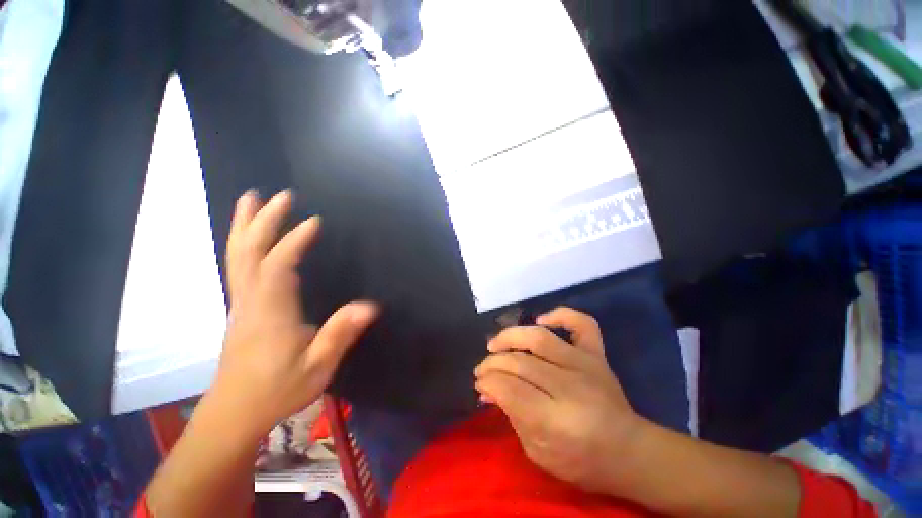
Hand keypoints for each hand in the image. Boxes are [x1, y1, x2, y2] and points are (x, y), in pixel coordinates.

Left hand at [212, 190, 377, 438]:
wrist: (235, 412)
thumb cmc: (277, 390)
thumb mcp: (318, 367)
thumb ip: (341, 333)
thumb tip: (370, 306)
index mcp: (271, 313)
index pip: (279, 266)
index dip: (294, 241)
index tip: (314, 221)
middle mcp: (251, 301)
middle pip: (248, 252)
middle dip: (262, 221)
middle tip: (279, 196)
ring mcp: (241, 303)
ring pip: (237, 257)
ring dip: (244, 226)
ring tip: (251, 200)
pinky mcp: (241, 307)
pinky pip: (238, 266)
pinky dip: (242, 244)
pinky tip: (250, 236)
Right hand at [474, 307, 644, 494]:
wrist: (629, 451)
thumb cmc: (581, 461)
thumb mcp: (538, 452)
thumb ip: (511, 415)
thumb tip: (487, 388)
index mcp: (558, 422)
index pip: (510, 390)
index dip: (489, 383)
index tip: (480, 384)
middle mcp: (572, 387)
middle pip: (520, 363)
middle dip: (493, 364)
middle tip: (482, 370)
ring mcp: (587, 365)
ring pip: (540, 338)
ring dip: (510, 336)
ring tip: (495, 344)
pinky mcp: (597, 354)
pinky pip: (581, 323)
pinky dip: (561, 314)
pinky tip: (541, 320)